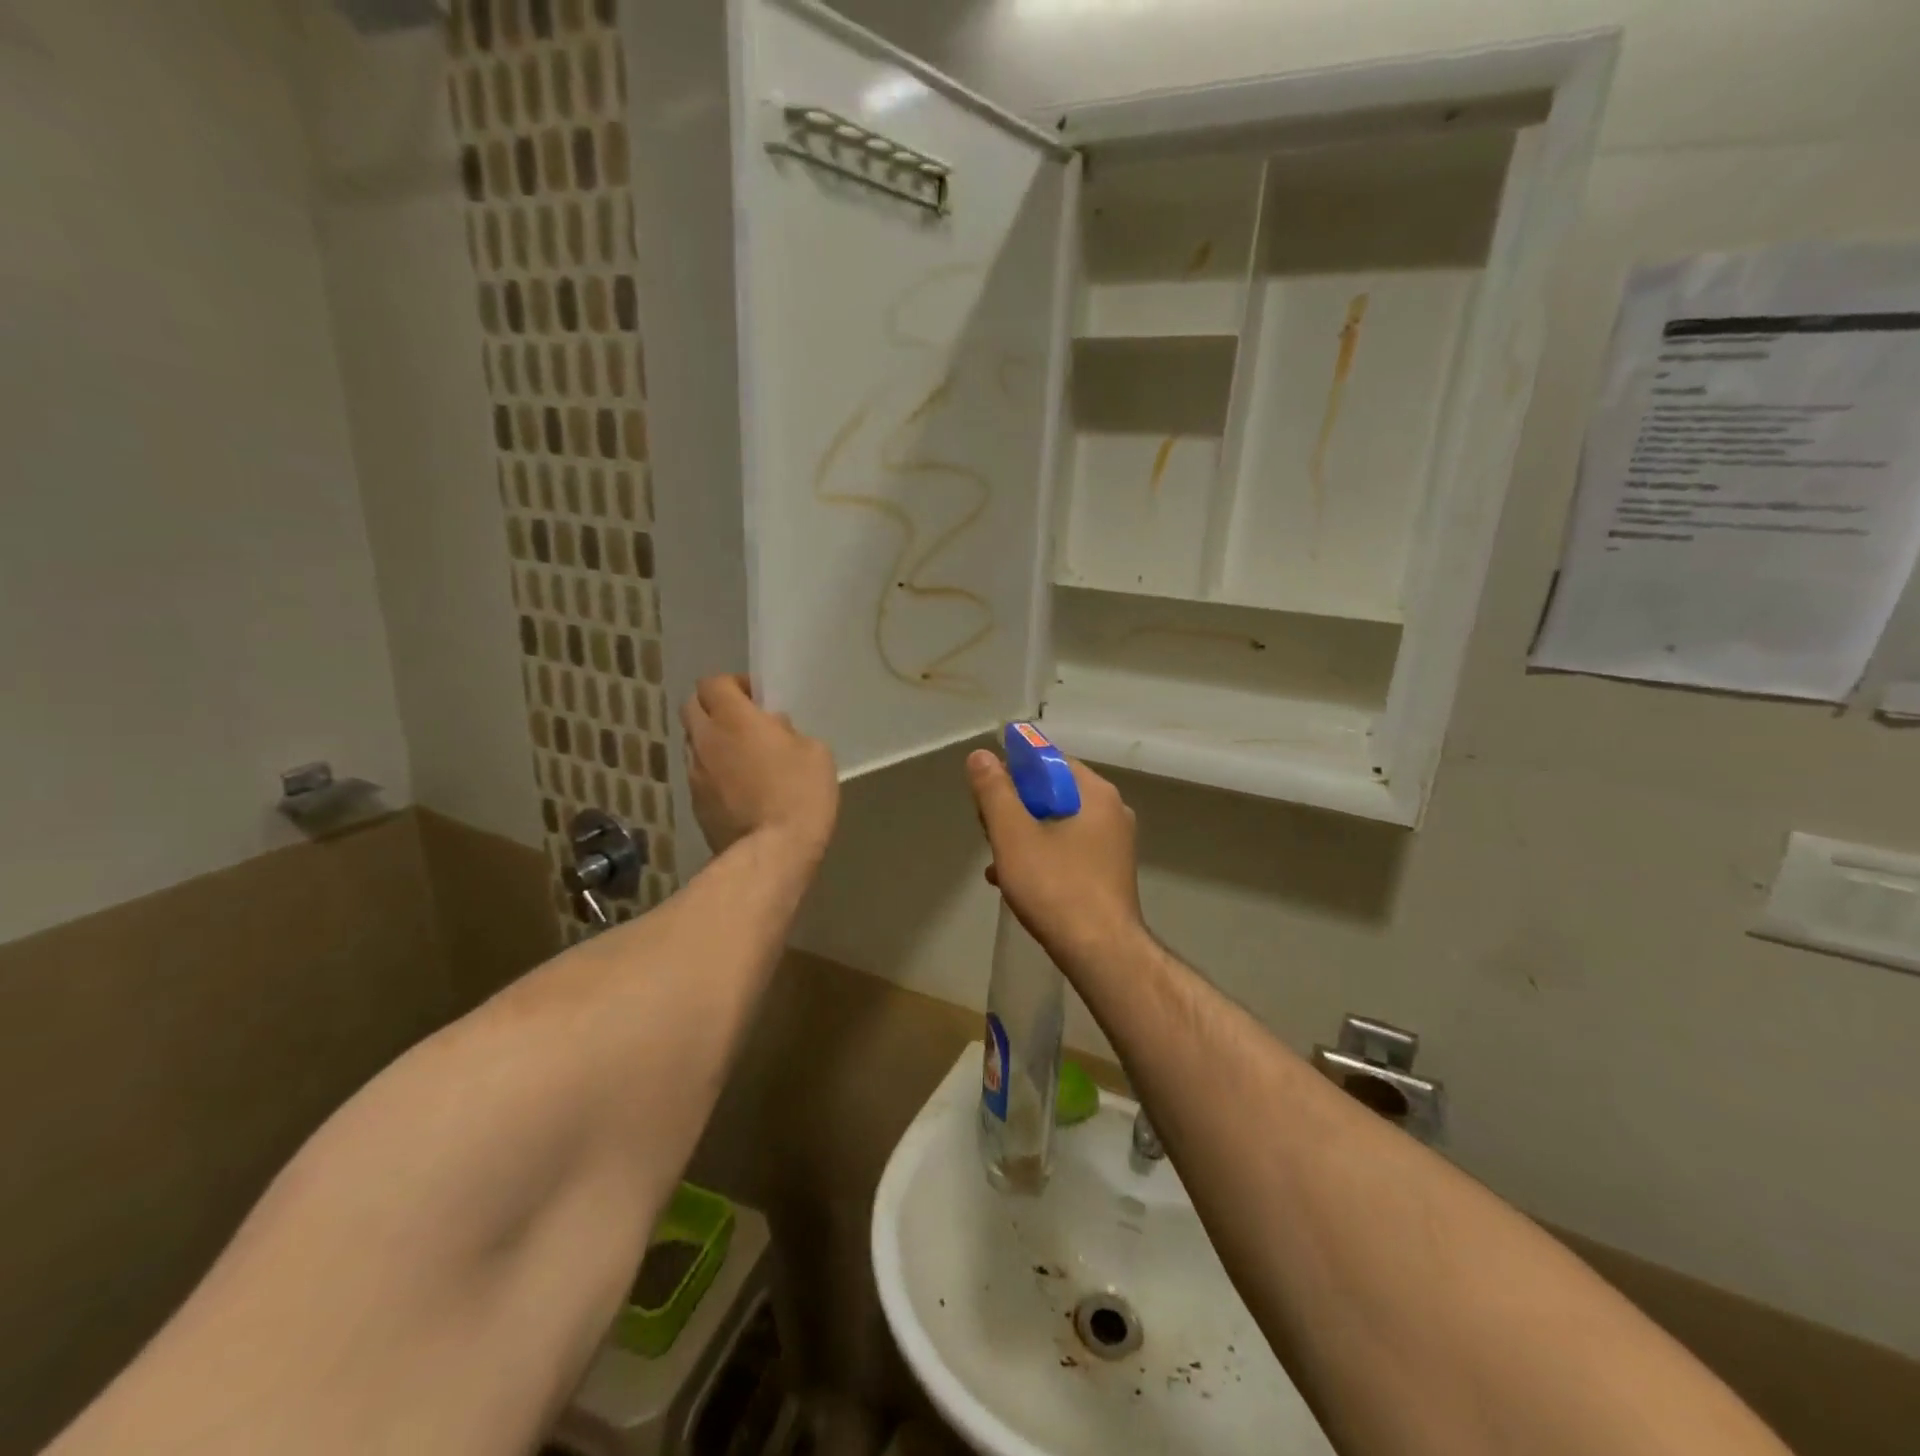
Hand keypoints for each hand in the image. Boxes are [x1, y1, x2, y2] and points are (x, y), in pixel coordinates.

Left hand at [682, 676, 837, 857]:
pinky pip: (700, 775)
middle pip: (692, 707)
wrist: (773, 852)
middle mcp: (705, 740)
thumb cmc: (800, 793)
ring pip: (694, 743)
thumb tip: (772, 731)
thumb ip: (788, 732)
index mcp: (733, 718)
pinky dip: (715, 774)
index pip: (713, 682)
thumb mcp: (814, 751)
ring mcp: (695, 774)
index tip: (756, 698)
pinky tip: (740, 790)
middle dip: (714, 707)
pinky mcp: (694, 804)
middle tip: (743, 722)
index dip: (734, 685)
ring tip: (743, 759)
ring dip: (713, 742)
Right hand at [966, 749, 1144, 967]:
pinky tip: (1012, 881)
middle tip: (988, 830)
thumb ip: (994, 791)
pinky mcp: (1108, 874)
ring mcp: (1113, 845)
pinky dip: (1040, 858)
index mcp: (1095, 794)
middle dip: (1015, 809)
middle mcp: (1111, 812)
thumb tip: (980, 755)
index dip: (1014, 770)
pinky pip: (1068, 851)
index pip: (1050, 761)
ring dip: (1022, 837)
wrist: (1101, 954)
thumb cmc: (1056, 887)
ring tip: (995, 860)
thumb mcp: (1013, 835)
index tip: (988, 792)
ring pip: (1057, 825)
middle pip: (1052, 793)